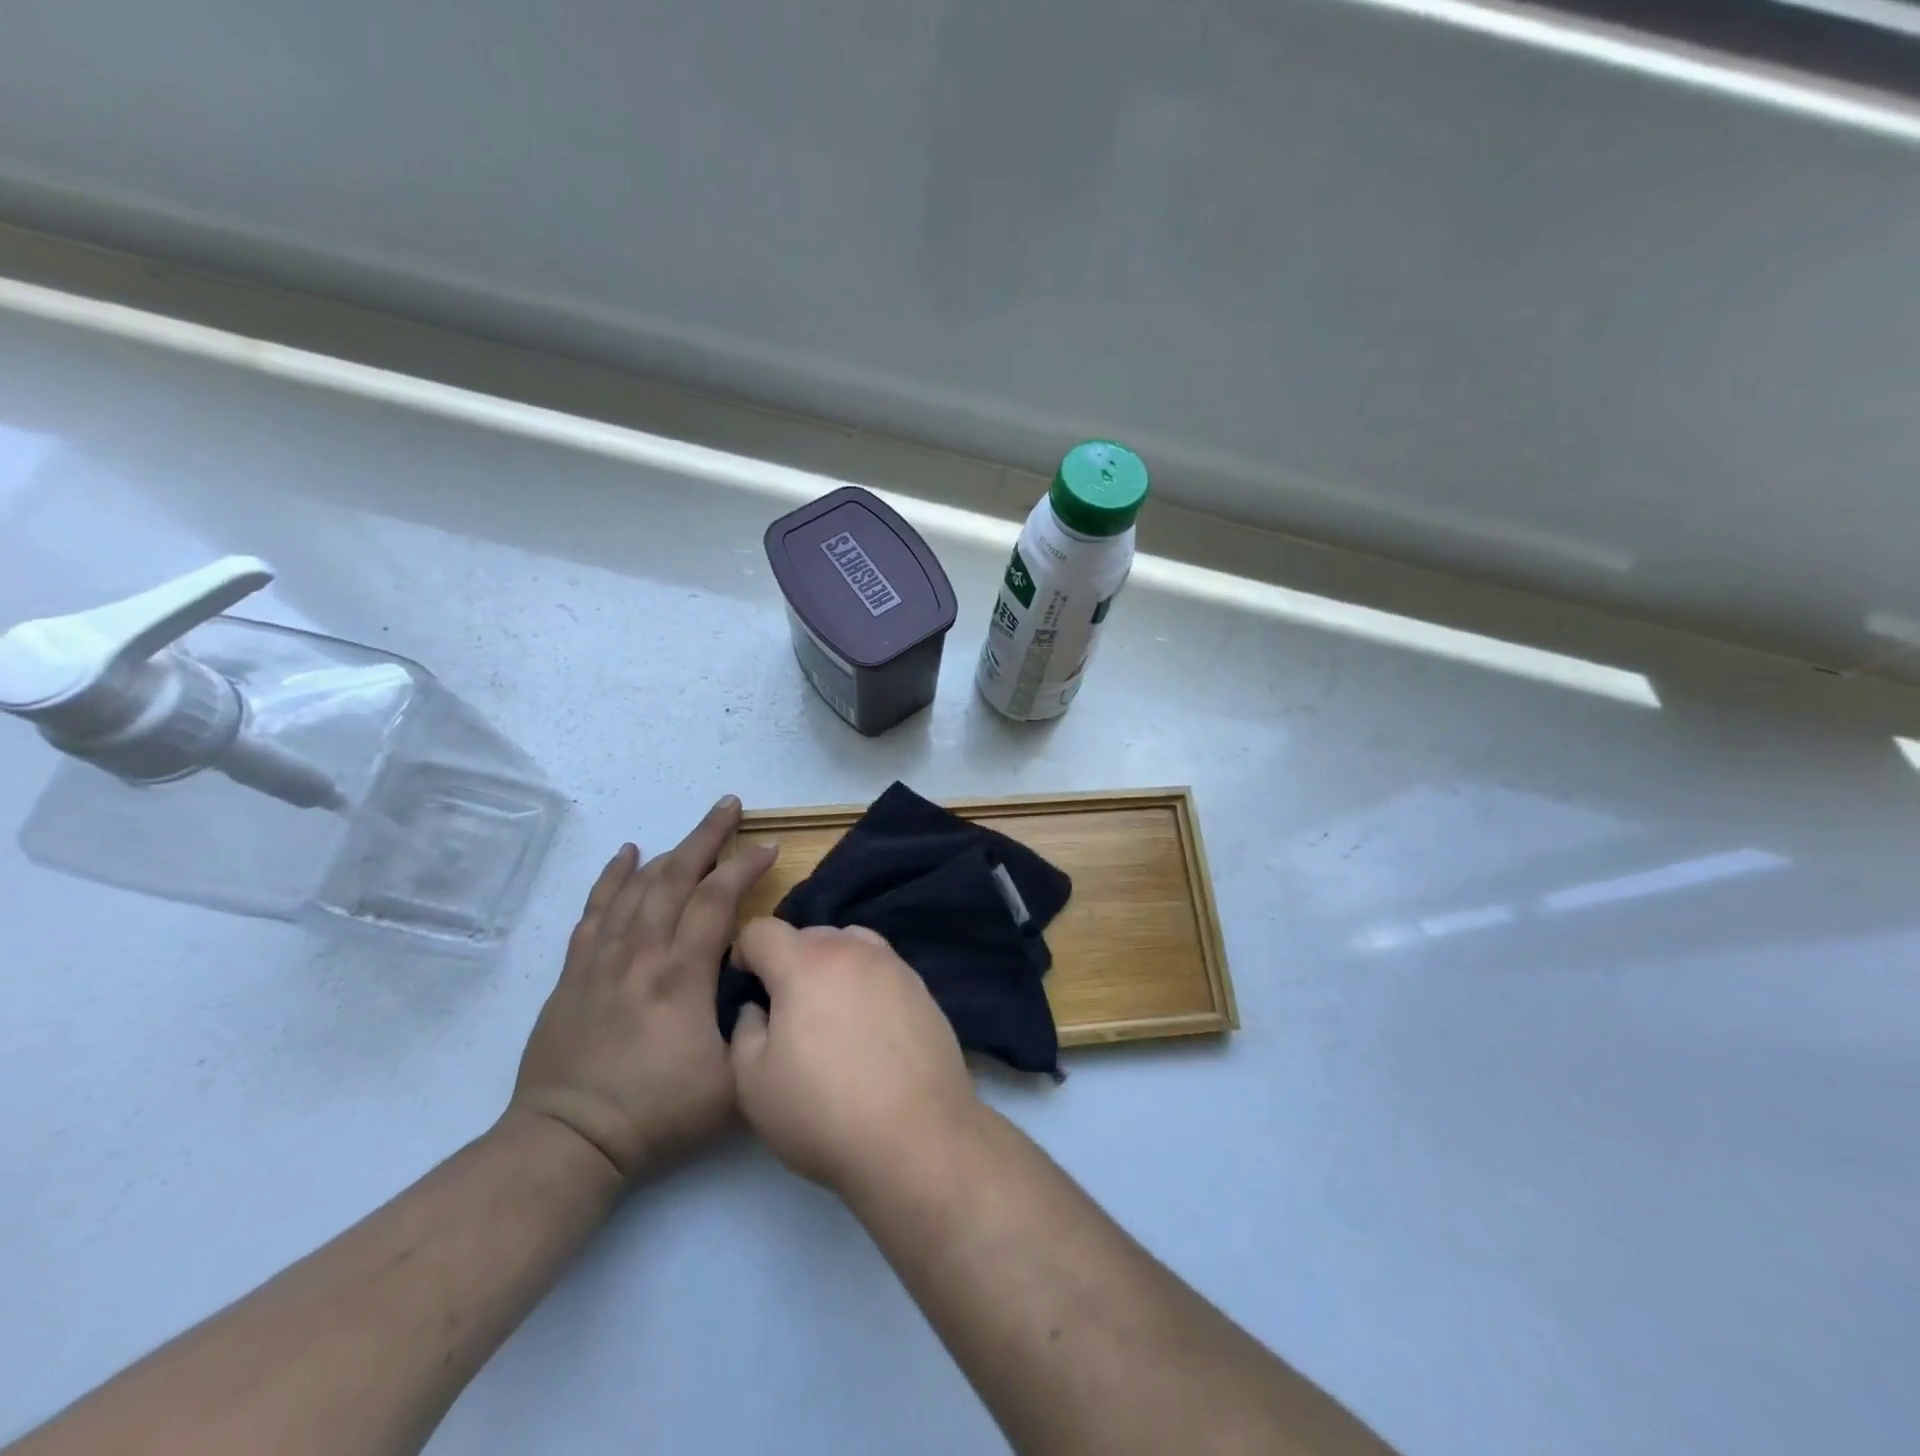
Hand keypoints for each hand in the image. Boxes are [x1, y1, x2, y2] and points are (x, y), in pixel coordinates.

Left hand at [511, 796, 777, 1180]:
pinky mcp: (574, 973)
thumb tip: (770, 991)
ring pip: (637, 888)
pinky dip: (611, 878)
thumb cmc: (657, 1113)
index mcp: (681, 975)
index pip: (717, 901)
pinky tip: (624, 855)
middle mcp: (641, 954)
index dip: (744, 867)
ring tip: (692, 831)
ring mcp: (602, 960)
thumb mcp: (733, 1084)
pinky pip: (594, 911)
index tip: (768, 847)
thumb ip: (759, 1032)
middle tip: (729, 805)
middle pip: (675, 878)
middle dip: (706, 836)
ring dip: (667, 852)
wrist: (569, 1141)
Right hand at [728, 919, 979, 1193]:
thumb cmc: (823, 1112)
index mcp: (806, 964)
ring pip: (851, 944)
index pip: (763, 930)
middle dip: (789, 959)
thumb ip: (745, 1031)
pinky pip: (882, 969)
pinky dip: (865, 982)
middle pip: (810, 934)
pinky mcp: (923, 989)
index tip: (746, 985)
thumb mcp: (753, 1083)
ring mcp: (894, 966)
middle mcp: (853, 951)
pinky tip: (868, 1027)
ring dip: (831, 965)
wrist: (917, 1137)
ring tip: (829, 1012)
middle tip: (786, 1006)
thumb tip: (759, 1009)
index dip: (744, 953)